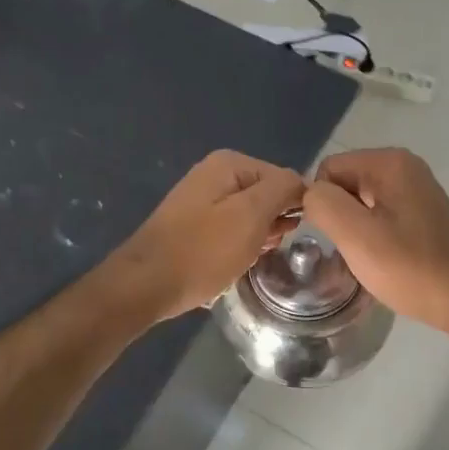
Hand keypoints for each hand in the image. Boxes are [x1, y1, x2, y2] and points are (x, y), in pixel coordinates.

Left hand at [109, 151, 305, 323]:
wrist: (145, 285)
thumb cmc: (202, 251)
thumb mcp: (251, 216)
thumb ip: (282, 190)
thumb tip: (303, 185)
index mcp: (229, 164)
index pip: (285, 178)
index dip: (294, 207)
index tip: (287, 236)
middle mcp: (214, 173)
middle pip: (267, 196)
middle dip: (273, 224)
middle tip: (265, 250)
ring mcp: (202, 199)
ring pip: (250, 216)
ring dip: (257, 238)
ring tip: (249, 259)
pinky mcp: (194, 225)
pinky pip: (231, 230)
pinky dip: (239, 246)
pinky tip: (235, 263)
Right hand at [303, 148, 448, 343]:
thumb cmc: (410, 268)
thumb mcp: (356, 236)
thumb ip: (323, 204)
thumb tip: (310, 195)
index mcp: (388, 162)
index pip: (328, 169)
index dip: (322, 203)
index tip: (335, 237)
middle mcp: (404, 166)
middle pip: (344, 182)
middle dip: (338, 215)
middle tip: (352, 250)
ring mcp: (415, 188)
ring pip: (359, 201)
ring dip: (354, 228)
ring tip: (367, 257)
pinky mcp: (422, 211)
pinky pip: (379, 213)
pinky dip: (373, 234)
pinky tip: (383, 258)